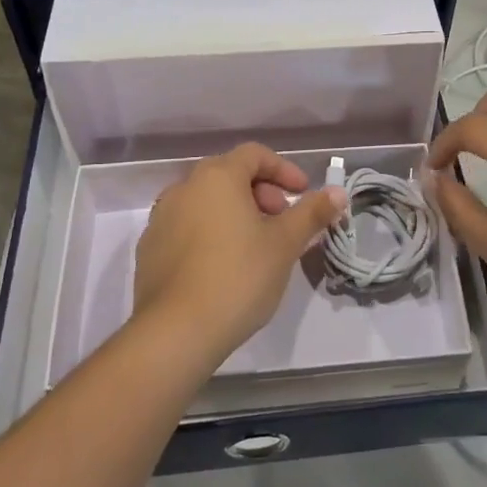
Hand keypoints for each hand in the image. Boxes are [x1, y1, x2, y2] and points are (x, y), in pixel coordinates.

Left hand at [133, 143, 346, 367]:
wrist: (175, 332)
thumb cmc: (239, 277)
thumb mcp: (285, 244)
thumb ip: (311, 213)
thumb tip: (337, 192)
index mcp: (217, 177)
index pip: (254, 155)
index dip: (284, 170)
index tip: (303, 194)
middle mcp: (184, 188)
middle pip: (229, 176)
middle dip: (262, 193)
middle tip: (282, 223)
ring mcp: (161, 219)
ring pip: (207, 202)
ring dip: (235, 214)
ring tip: (256, 246)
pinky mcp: (149, 250)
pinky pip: (187, 228)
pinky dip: (211, 234)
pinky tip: (224, 267)